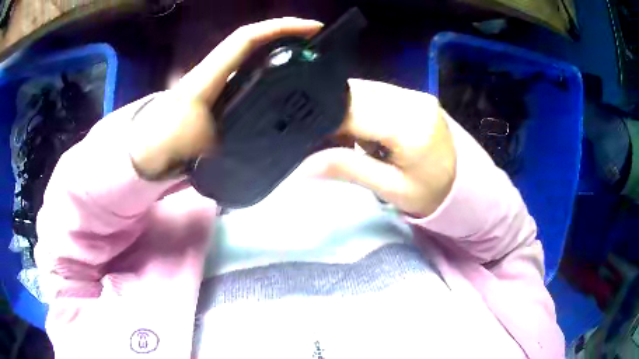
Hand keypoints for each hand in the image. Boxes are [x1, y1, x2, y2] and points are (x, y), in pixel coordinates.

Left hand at [128, 18, 322, 179]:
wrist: (149, 147)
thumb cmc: (167, 141)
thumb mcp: (200, 146)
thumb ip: (229, 143)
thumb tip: (263, 148)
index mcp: (210, 74)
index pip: (247, 38)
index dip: (280, 28)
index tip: (312, 29)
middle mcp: (216, 68)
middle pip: (254, 39)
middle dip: (286, 33)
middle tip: (317, 43)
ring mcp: (218, 77)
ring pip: (252, 53)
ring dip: (280, 48)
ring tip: (309, 57)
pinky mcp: (220, 89)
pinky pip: (249, 70)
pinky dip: (269, 66)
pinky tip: (285, 78)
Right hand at [315, 79, 456, 216]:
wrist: (466, 185)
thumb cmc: (431, 194)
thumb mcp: (390, 188)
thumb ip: (348, 169)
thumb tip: (303, 165)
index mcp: (409, 125)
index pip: (352, 110)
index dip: (324, 122)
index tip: (308, 140)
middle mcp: (412, 100)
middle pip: (356, 93)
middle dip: (334, 114)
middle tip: (325, 141)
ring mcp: (415, 94)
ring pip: (363, 90)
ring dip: (346, 110)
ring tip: (346, 138)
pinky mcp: (415, 96)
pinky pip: (376, 94)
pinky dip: (361, 108)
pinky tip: (363, 129)